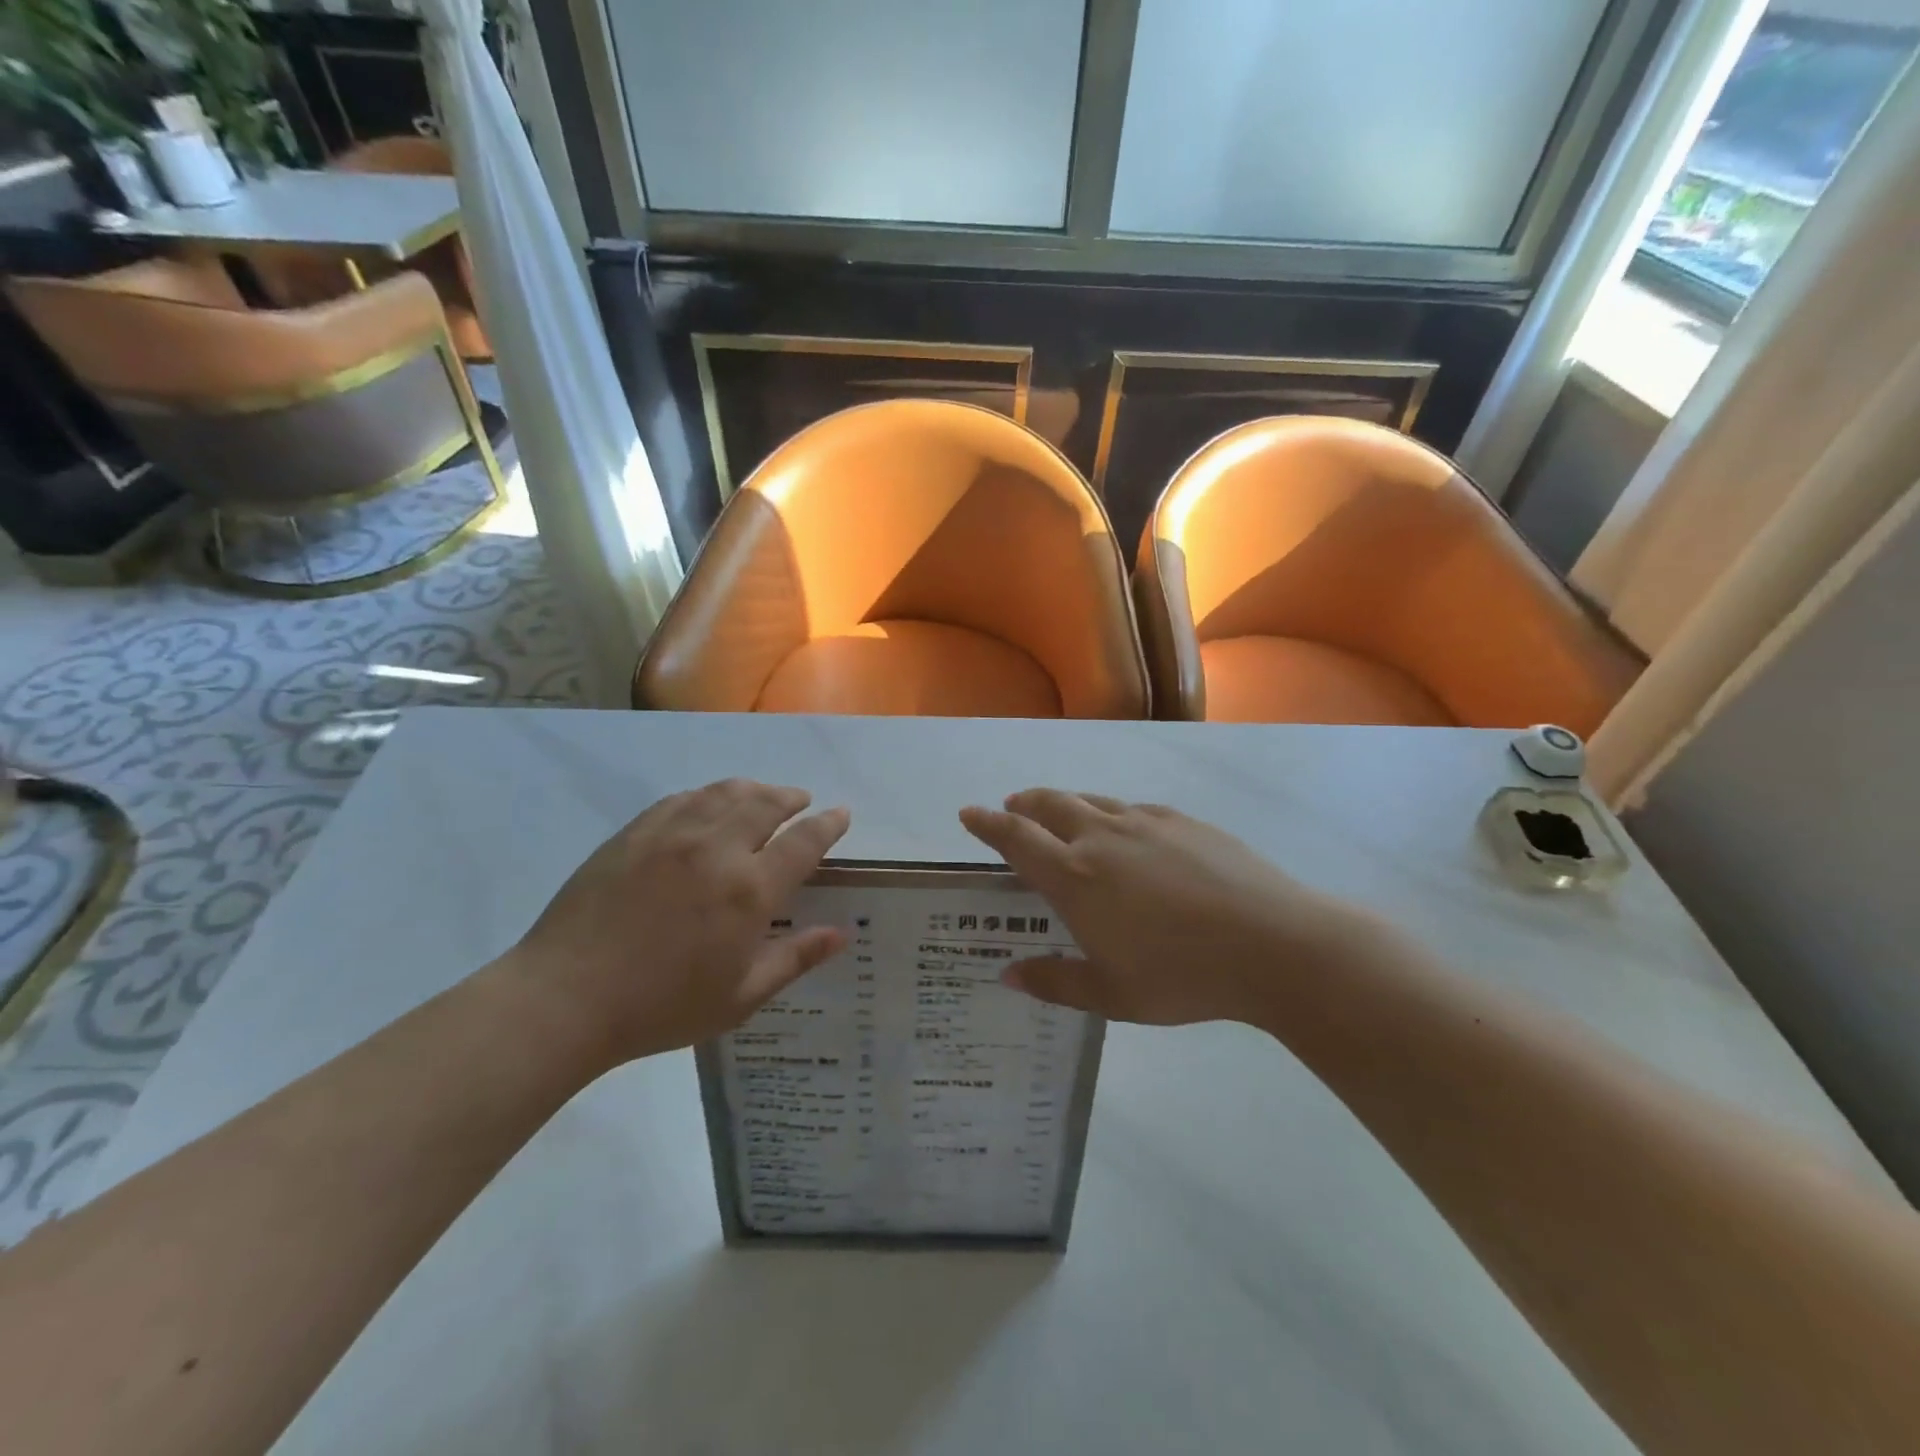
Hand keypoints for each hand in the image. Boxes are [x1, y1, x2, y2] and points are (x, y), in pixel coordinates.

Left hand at [504, 779, 849, 1066]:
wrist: (566, 998)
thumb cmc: (661, 1007)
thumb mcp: (741, 996)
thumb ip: (796, 958)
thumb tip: (842, 934)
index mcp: (750, 890)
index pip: (804, 841)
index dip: (828, 825)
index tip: (841, 814)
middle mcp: (717, 848)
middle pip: (767, 803)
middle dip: (792, 798)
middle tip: (802, 800)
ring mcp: (673, 834)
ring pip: (725, 792)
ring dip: (754, 789)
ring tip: (763, 795)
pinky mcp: (635, 832)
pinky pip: (683, 798)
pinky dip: (708, 795)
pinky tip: (708, 804)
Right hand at [960, 789, 1375, 1025]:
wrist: (1273, 944)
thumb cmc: (1182, 976)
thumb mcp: (1112, 995)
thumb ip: (1056, 982)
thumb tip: (1008, 974)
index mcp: (1076, 877)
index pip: (1017, 838)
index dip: (988, 824)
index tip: (970, 813)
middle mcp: (1102, 838)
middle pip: (1050, 805)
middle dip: (1024, 804)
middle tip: (1012, 808)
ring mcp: (1145, 823)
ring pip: (1091, 801)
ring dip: (1066, 804)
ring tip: (1061, 816)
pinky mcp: (1183, 821)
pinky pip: (1133, 809)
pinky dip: (1112, 814)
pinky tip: (1127, 833)